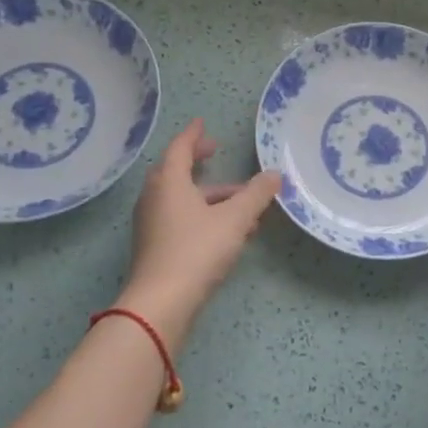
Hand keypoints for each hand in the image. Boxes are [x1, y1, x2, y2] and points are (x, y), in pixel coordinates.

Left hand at [118, 119, 281, 346]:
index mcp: (169, 182)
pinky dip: (204, 216)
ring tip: (244, 205)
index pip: (180, 148)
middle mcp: (155, 198)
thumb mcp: (235, 219)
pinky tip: (231, 232)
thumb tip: (275, 174)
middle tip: (216, 153)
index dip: (193, 135)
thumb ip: (256, 195)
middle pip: (176, 171)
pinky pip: (181, 220)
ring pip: (182, 200)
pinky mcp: (155, 247)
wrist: (161, 304)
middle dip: (198, 162)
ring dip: (210, 196)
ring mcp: (152, 224)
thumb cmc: (197, 250)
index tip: (203, 123)